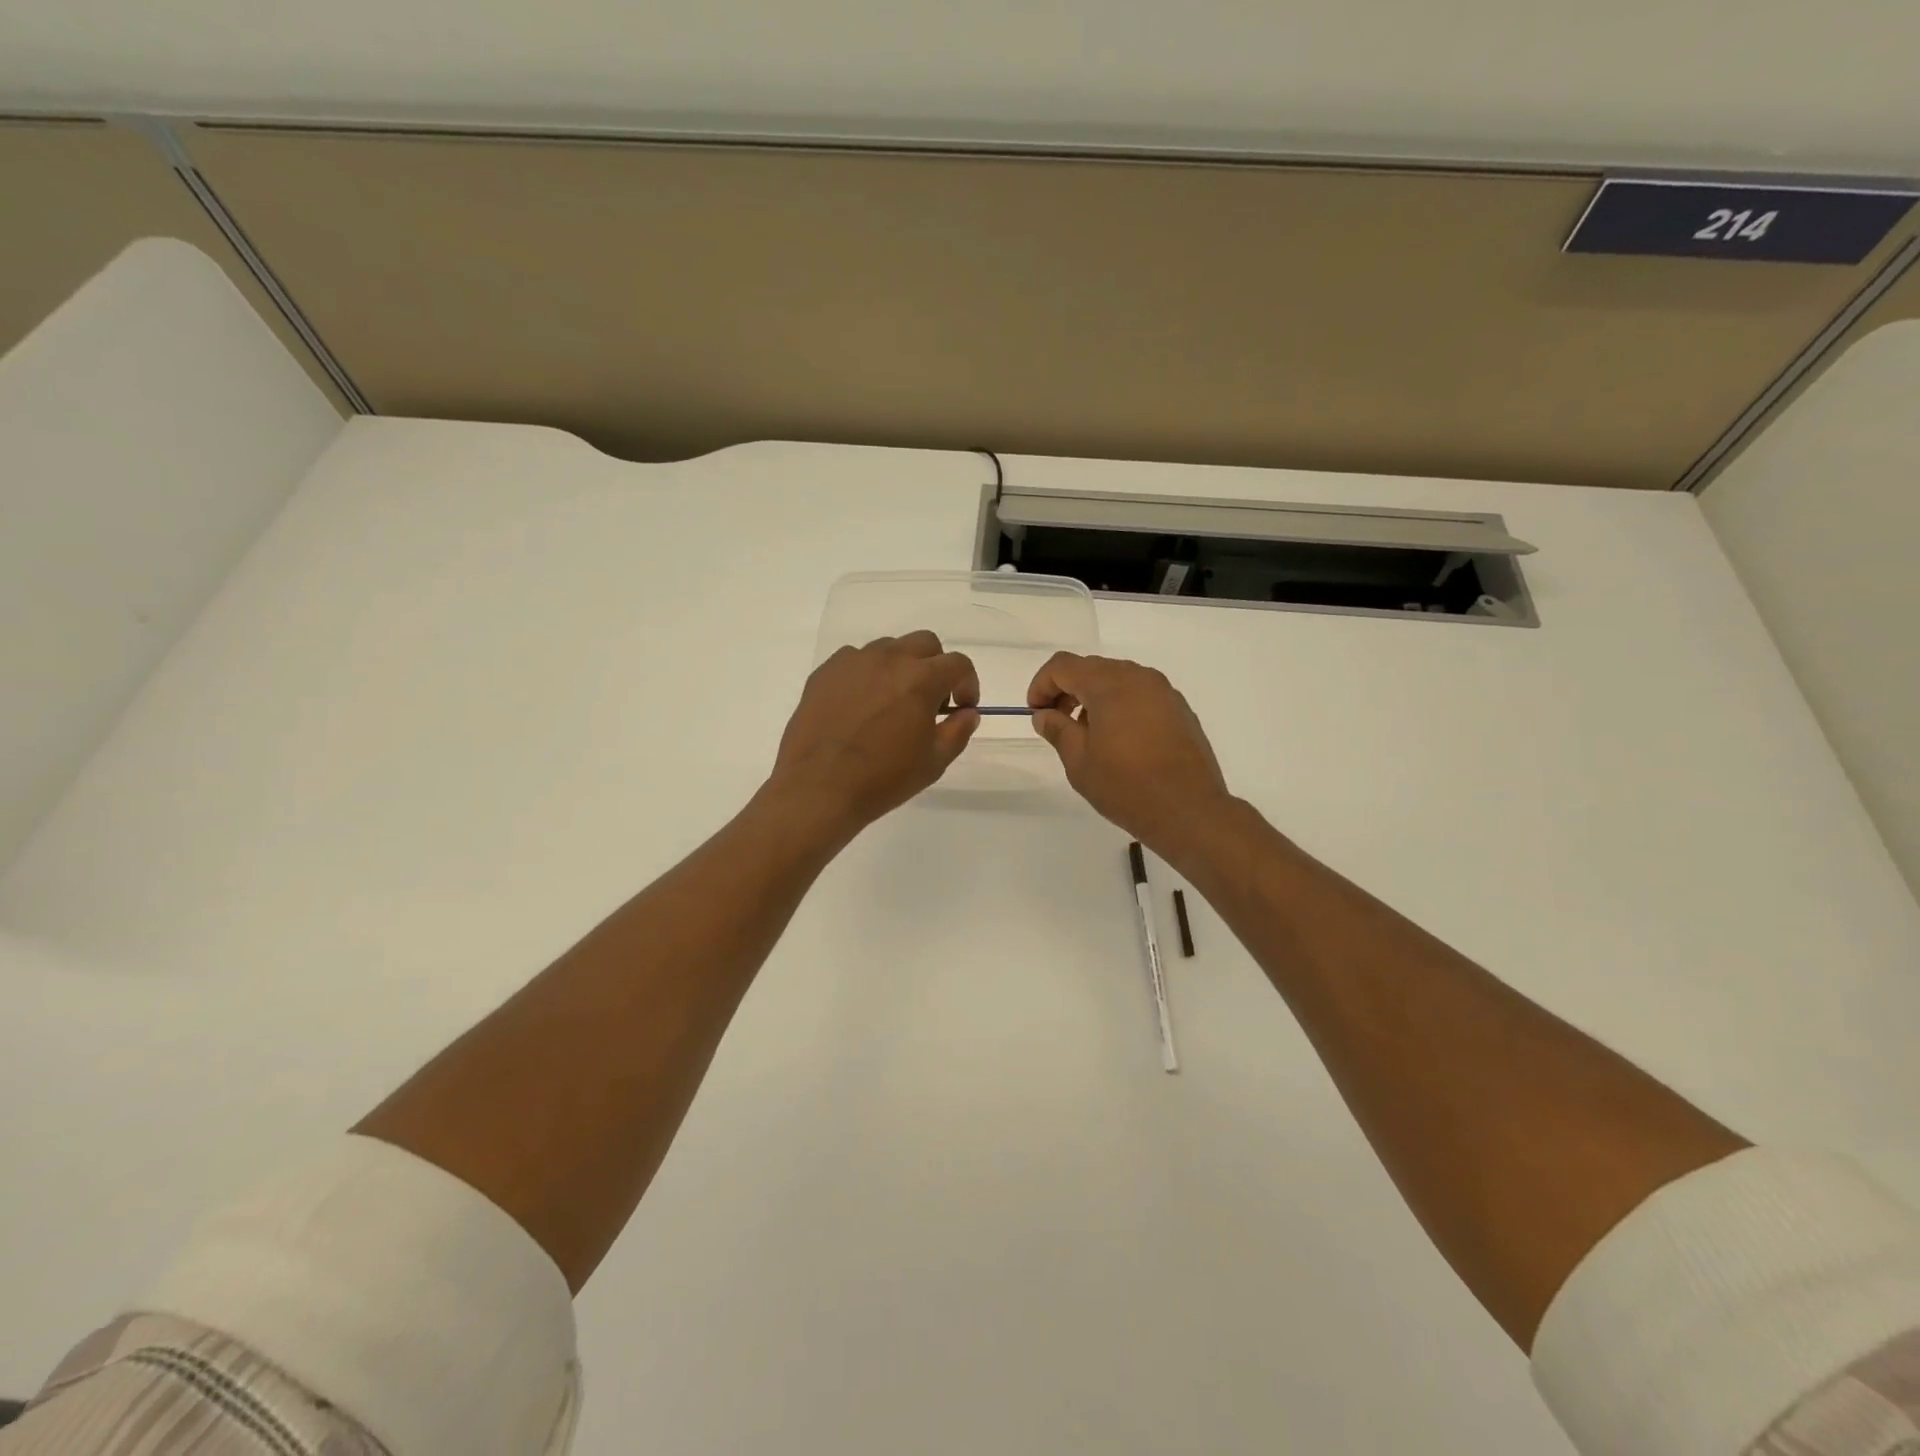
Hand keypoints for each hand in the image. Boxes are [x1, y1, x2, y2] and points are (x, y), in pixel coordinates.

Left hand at [768, 631, 979, 837]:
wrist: (818, 788)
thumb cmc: (883, 779)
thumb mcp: (934, 762)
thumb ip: (958, 731)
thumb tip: (967, 713)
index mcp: (921, 678)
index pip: (958, 664)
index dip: (967, 684)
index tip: (962, 707)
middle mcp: (888, 658)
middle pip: (925, 644)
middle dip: (936, 666)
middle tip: (930, 700)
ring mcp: (853, 661)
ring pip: (889, 648)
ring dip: (901, 667)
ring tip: (892, 702)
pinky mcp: (825, 672)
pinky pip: (855, 660)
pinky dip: (867, 675)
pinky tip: (860, 706)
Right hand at [1027, 652, 1231, 854]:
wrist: (1188, 810)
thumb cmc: (1125, 786)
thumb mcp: (1079, 762)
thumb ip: (1057, 730)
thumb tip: (1044, 715)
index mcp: (1109, 684)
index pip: (1063, 666)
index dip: (1042, 684)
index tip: (1036, 712)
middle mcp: (1138, 677)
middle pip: (1092, 668)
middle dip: (1067, 689)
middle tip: (1057, 722)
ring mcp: (1164, 691)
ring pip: (1118, 679)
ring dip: (1095, 697)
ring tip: (1088, 734)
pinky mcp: (1180, 709)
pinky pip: (1141, 695)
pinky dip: (1121, 706)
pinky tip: (1119, 740)